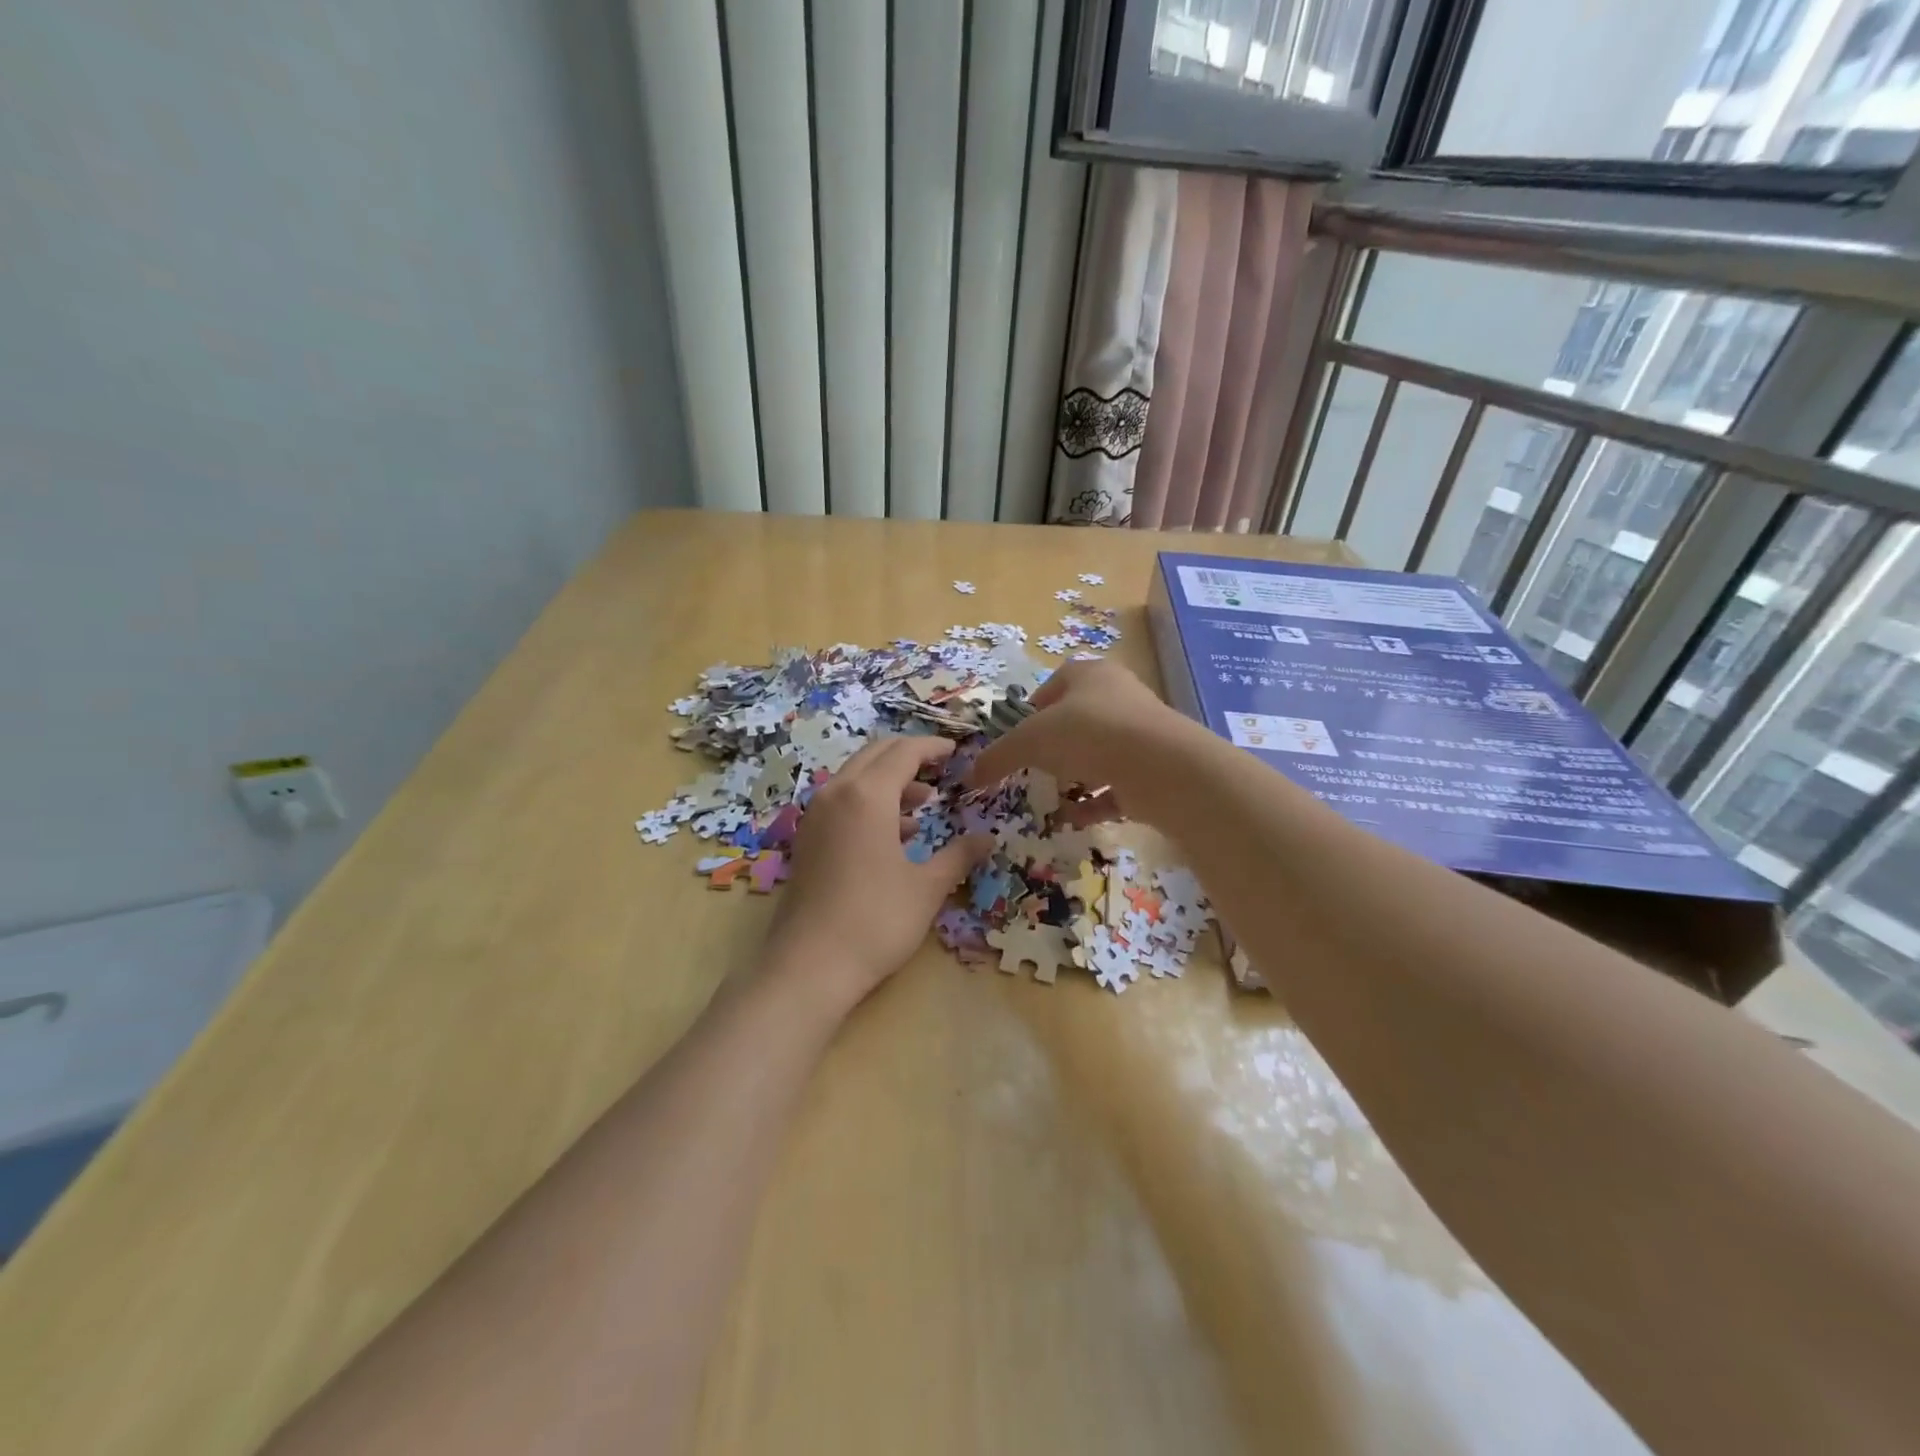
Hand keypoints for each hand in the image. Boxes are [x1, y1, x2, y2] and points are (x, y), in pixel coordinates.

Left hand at [765, 736, 992, 1009]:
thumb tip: (988, 839)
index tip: (957, 751)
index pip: (904, 752)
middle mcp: (836, 793)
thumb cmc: (876, 921)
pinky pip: (842, 801)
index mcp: (867, 795)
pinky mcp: (807, 838)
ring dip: (889, 780)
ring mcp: (816, 815)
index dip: (933, 747)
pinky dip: (869, 802)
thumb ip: (959, 855)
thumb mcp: (927, 888)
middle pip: (876, 755)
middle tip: (941, 769)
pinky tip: (894, 833)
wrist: (809, 966)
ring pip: (856, 777)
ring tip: (923, 804)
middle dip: (909, 756)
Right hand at [967, 660, 1183, 811]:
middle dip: (1053, 747)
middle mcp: (1118, 696)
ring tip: (1052, 797)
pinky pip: (1115, 786)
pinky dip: (1094, 802)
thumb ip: (998, 757)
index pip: (1053, 685)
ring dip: (1074, 776)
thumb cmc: (1087, 734)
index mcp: (1089, 675)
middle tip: (1033, 769)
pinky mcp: (1152, 769)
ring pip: (1098, 754)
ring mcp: (1140, 733)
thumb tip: (969, 775)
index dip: (1031, 711)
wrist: (1160, 766)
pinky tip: (1074, 819)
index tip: (1016, 739)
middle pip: (1077, 720)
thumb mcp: (1029, 741)